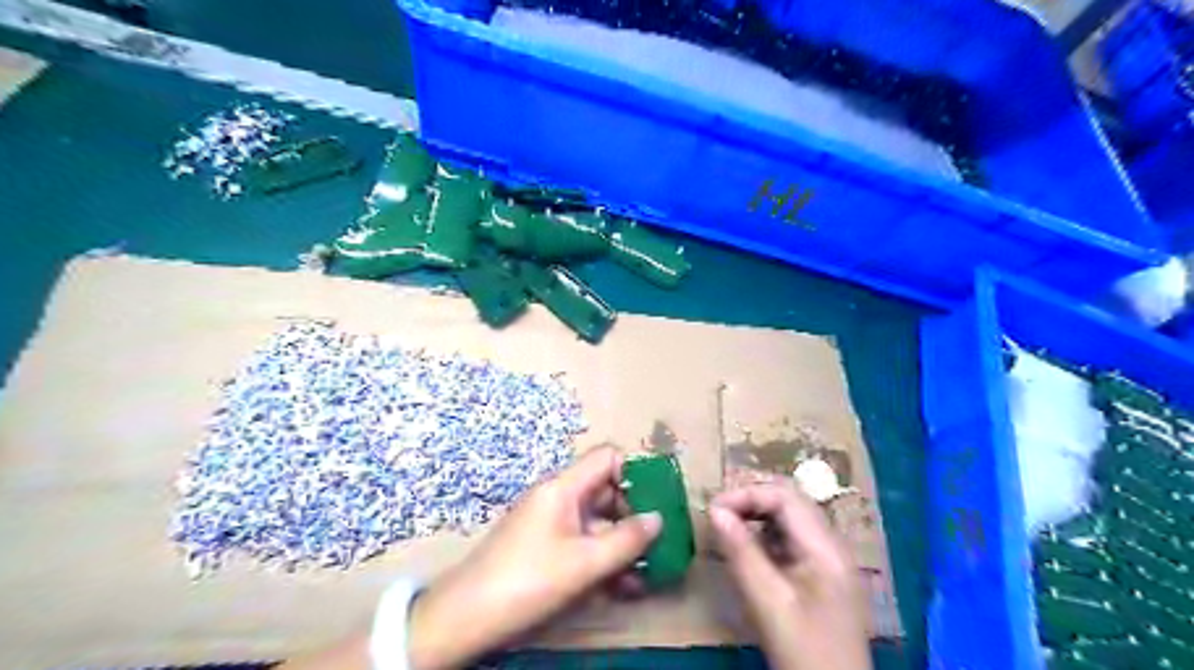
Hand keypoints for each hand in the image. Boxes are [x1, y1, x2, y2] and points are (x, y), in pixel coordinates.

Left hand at [409, 444, 661, 669]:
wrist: (467, 616)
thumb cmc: (529, 580)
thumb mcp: (585, 563)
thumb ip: (627, 540)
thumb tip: (658, 518)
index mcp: (564, 487)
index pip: (607, 457)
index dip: (635, 470)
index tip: (659, 498)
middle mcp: (558, 498)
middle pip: (606, 491)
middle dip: (635, 514)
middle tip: (660, 542)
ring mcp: (551, 523)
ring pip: (597, 522)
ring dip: (623, 544)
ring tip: (649, 572)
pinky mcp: (545, 548)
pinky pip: (582, 543)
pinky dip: (603, 558)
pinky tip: (623, 587)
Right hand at [708, 484, 870, 665]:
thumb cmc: (804, 651)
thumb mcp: (768, 602)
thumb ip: (741, 552)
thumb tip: (714, 511)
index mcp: (825, 547)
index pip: (785, 496)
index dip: (747, 494)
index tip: (713, 509)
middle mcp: (831, 544)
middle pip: (790, 501)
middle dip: (751, 499)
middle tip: (717, 513)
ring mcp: (828, 559)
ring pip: (790, 518)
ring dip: (757, 514)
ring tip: (726, 526)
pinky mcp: (820, 574)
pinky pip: (791, 539)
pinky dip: (765, 534)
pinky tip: (746, 548)